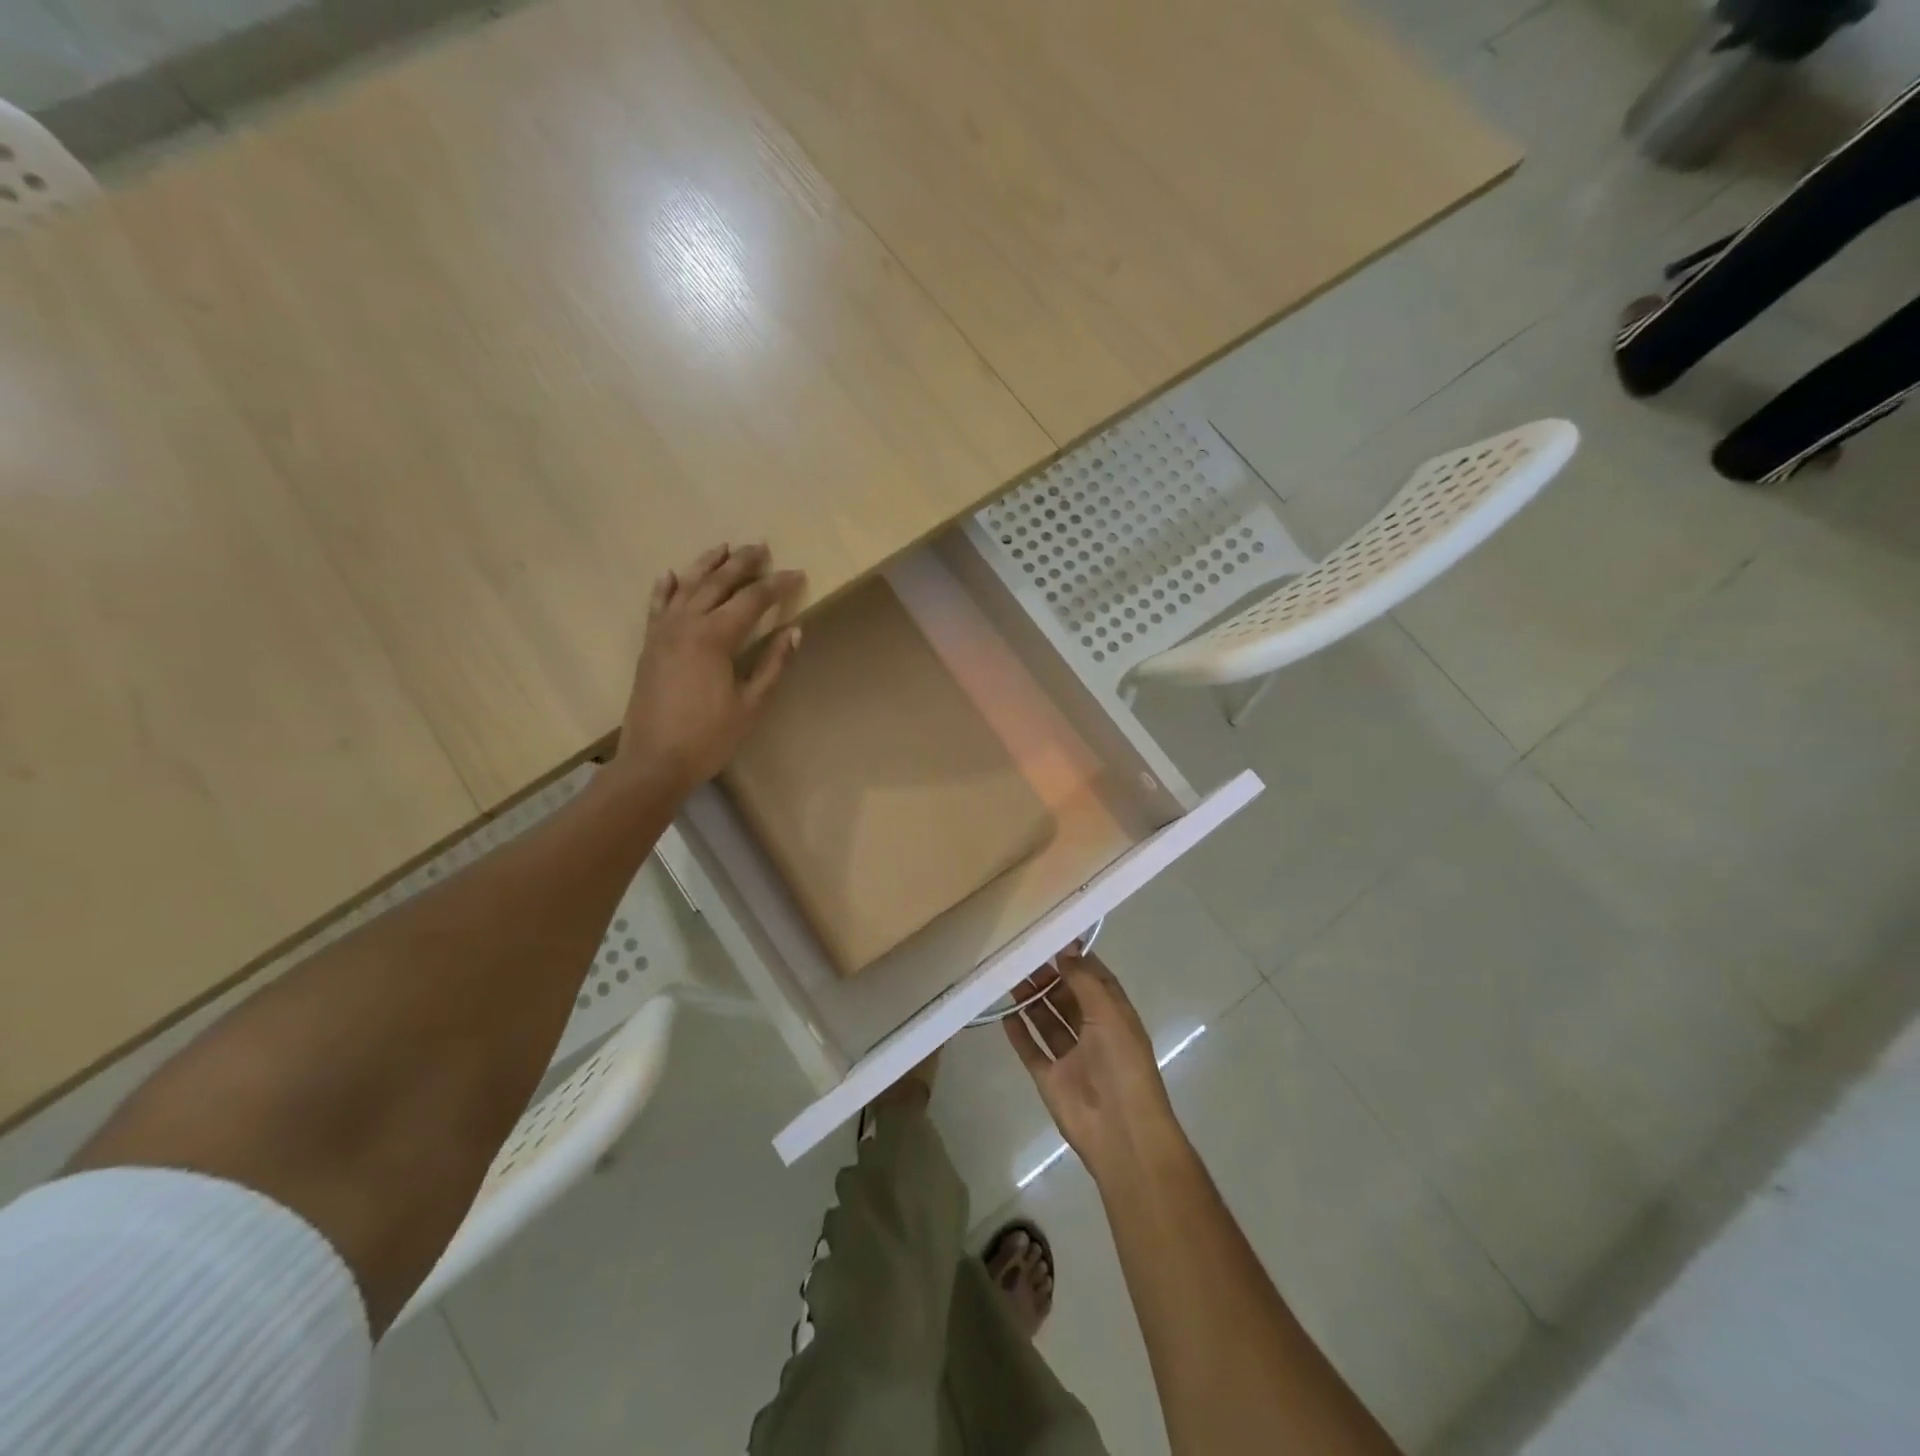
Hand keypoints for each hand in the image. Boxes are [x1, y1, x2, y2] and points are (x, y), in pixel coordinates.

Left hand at [613, 543, 804, 797]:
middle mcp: (687, 624)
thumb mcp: (751, 704)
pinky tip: (672, 574)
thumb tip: (794, 631)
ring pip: (686, 586)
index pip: (752, 600)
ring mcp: (663, 632)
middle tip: (762, 548)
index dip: (777, 586)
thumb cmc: (709, 737)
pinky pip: (658, 606)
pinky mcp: (650, 645)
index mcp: (715, 637)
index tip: (797, 574)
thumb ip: (773, 664)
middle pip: (718, 583)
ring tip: (724, 548)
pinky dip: (666, 587)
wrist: (654, 761)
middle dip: (743, 563)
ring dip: (707, 564)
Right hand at [1005, 951, 1185, 1182]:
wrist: (1120, 1132)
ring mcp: (1071, 1057)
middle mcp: (1094, 1033)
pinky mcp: (1051, 1079)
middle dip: (1048, 978)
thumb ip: (1084, 980)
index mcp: (1115, 1016)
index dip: (1075, 960)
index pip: (1094, 980)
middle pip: (1067, 998)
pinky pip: (1032, 1050)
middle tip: (1021, 959)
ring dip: (1031, 1001)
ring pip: (1048, 1021)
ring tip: (1009, 978)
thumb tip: (1065, 948)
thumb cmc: (1122, 1065)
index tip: (1050, 939)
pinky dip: (1019, 1033)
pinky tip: (1004, 1014)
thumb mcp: (1109, 1013)